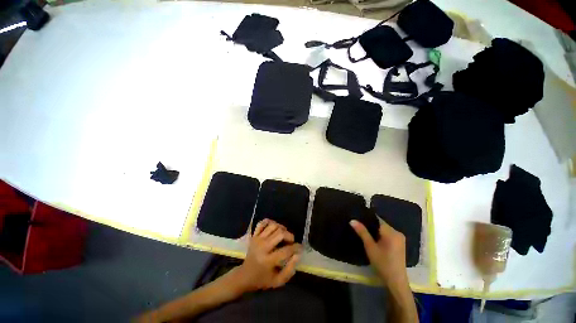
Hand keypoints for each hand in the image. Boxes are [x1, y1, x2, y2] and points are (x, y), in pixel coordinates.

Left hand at [234, 219, 301, 291]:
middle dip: (290, 236)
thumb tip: (297, 255)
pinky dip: (269, 222)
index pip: (286, 250)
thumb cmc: (262, 280)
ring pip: (273, 226)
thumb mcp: (277, 281)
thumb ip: (289, 270)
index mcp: (268, 260)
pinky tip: (274, 227)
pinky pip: (262, 223)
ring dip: (281, 228)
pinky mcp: (254, 235)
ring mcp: (257, 239)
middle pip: (280, 233)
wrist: (244, 276)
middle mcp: (262, 247)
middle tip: (292, 241)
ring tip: (284, 234)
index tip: (300, 248)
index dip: (296, 248)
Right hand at [350, 219, 407, 287]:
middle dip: (370, 225)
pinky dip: (380, 235)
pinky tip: (373, 239)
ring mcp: (400, 238)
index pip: (377, 219)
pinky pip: (388, 234)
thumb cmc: (382, 263)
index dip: (367, 219)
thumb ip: (362, 232)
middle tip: (359, 227)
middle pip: (380, 224)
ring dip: (375, 230)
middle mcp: (397, 232)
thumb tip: (352, 220)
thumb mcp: (370, 247)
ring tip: (364, 232)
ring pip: (384, 229)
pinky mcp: (400, 243)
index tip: (357, 219)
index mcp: (391, 232)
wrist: (396, 281)